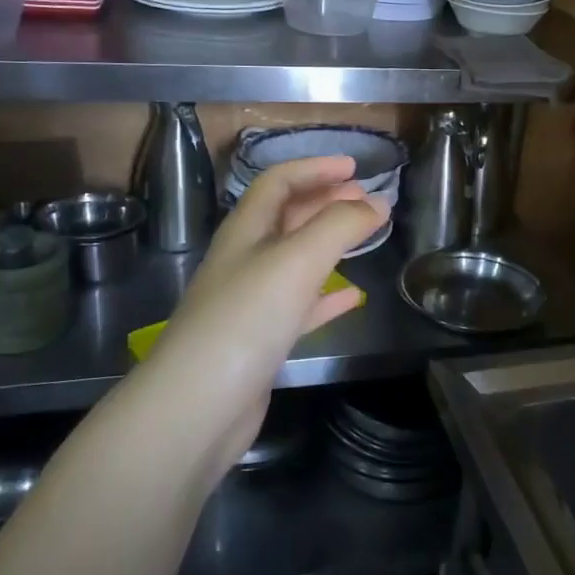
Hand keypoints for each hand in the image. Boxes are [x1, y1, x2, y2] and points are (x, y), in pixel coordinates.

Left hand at [144, 156, 388, 475]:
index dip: (315, 168)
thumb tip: (377, 202)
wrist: (197, 406)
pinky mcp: (261, 341)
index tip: (355, 168)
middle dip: (325, 201)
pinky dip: (327, 296)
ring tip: (365, 236)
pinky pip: (300, 306)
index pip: (278, 182)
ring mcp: (251, 302)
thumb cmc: (246, 319)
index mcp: (245, 231)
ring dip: (329, 244)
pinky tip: (351, 296)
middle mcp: (245, 260)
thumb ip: (340, 226)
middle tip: (366, 200)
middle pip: (287, 217)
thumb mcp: (297, 260)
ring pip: (296, 260)